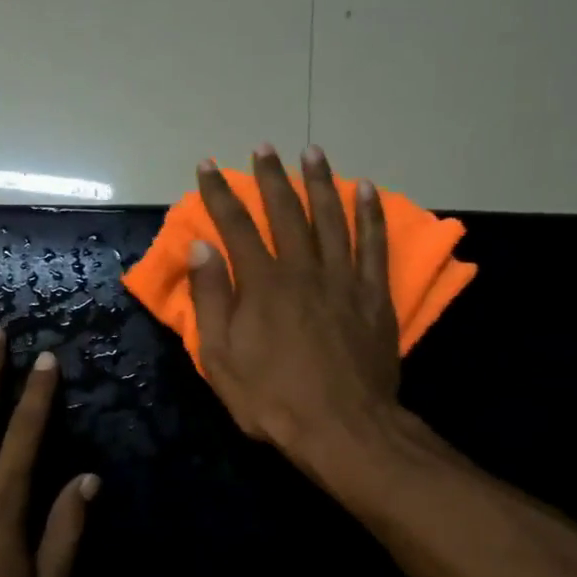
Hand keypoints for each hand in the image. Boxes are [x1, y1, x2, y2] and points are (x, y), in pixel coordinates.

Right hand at [190, 145, 400, 472]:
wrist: (341, 428)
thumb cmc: (272, 399)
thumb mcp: (221, 358)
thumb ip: (211, 299)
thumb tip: (202, 246)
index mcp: (262, 285)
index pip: (236, 227)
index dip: (220, 194)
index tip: (208, 166)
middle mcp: (303, 270)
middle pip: (286, 213)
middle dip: (270, 178)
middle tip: (264, 148)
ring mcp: (343, 280)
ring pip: (332, 218)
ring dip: (320, 182)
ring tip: (312, 152)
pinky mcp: (374, 296)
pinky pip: (373, 244)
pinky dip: (370, 214)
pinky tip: (366, 189)